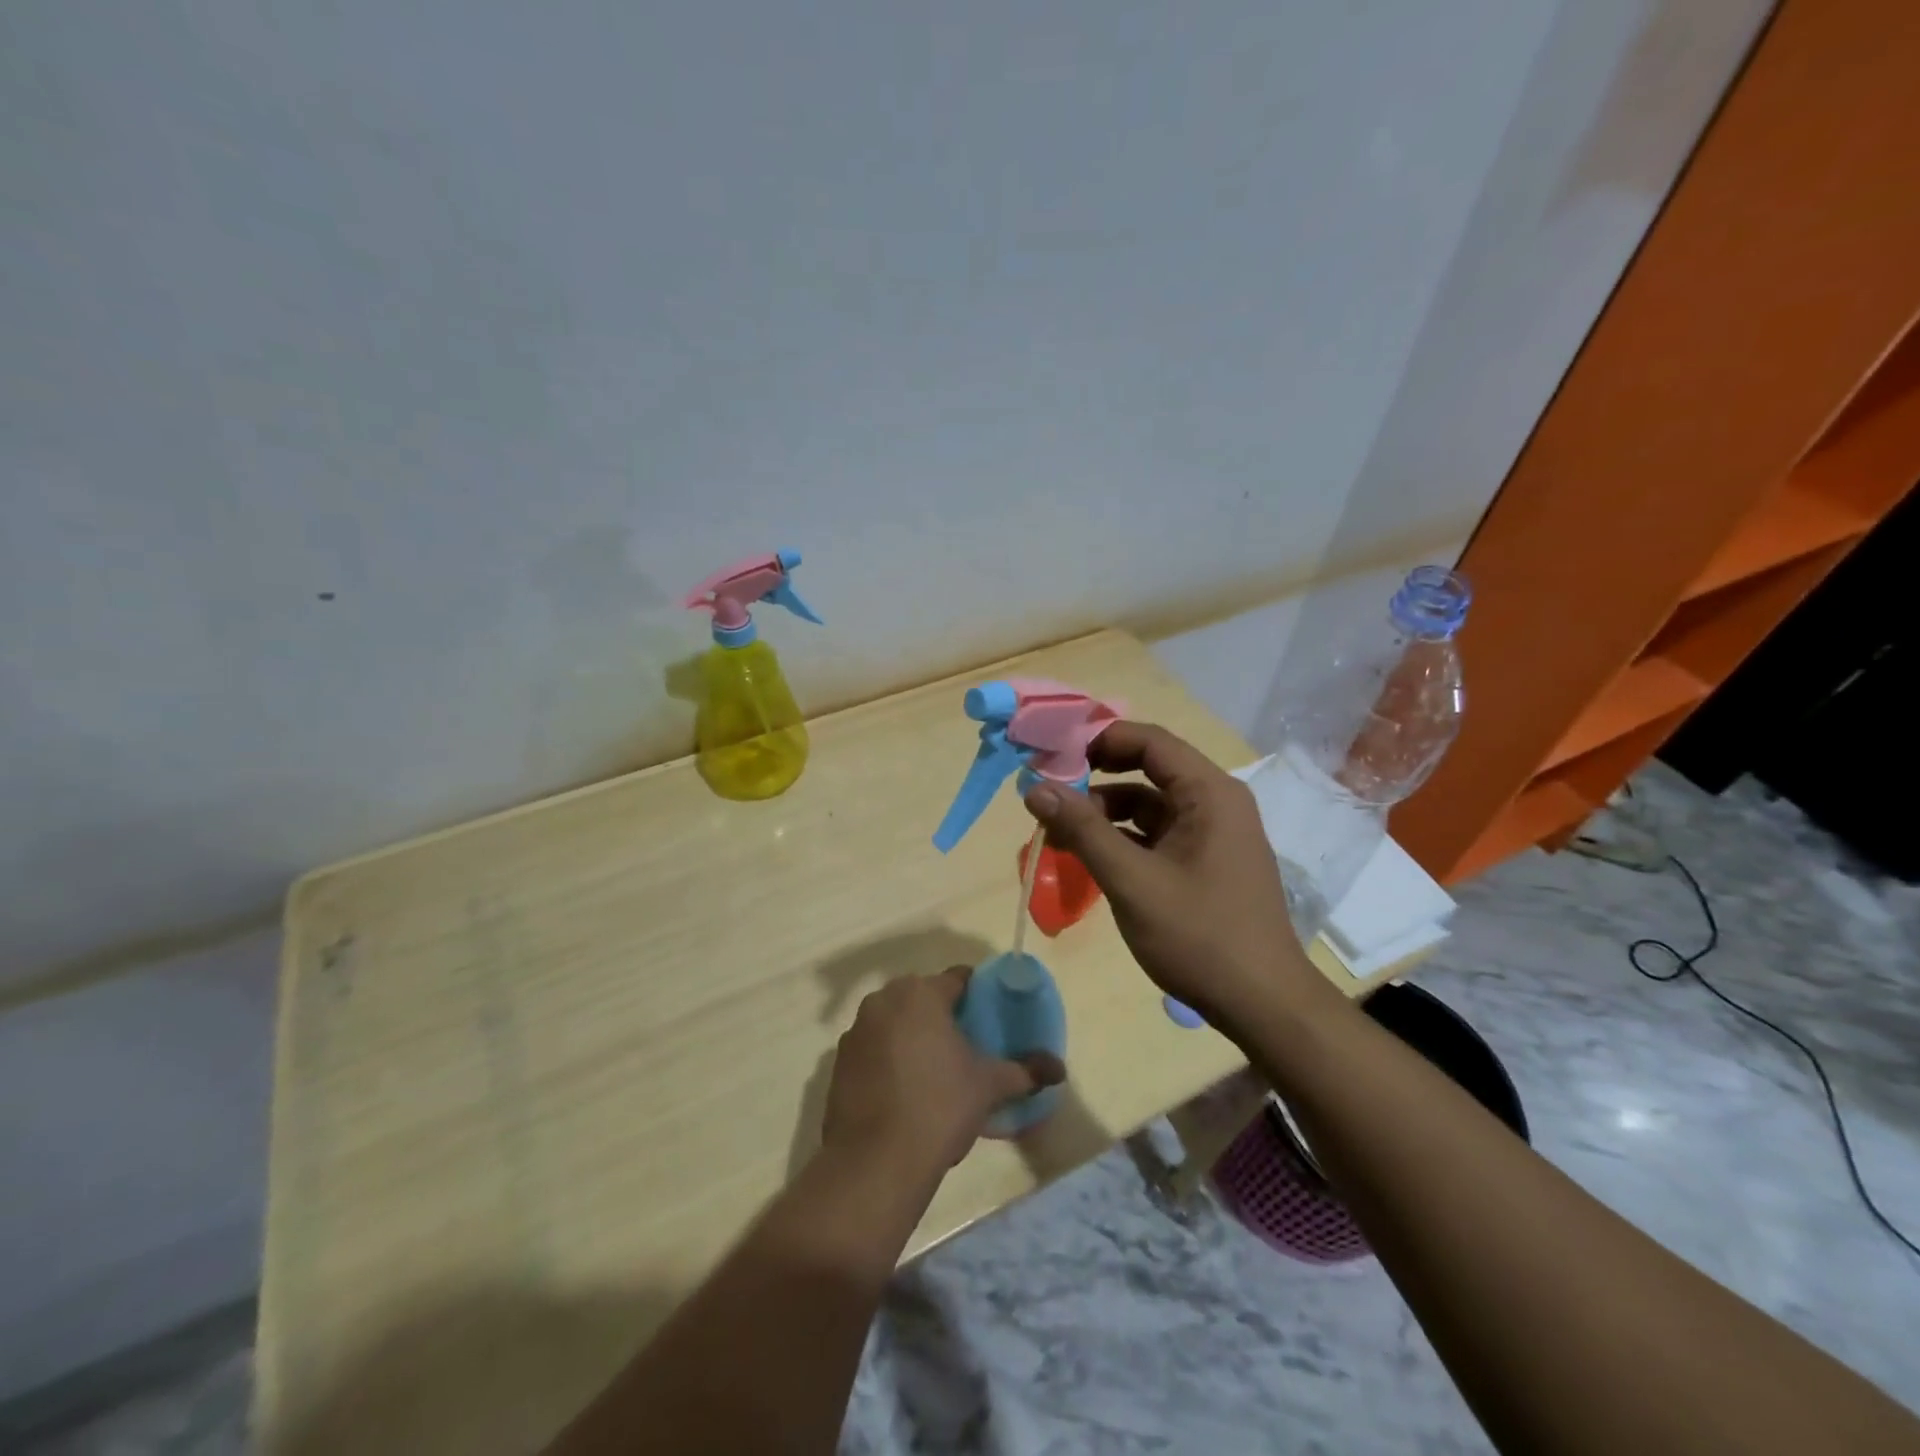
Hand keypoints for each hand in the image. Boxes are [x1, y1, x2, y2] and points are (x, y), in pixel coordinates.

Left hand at [822, 967, 1065, 1179]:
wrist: (875, 1161)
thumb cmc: (940, 1107)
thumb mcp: (989, 1086)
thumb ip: (1026, 1071)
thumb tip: (1058, 1069)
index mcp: (922, 993)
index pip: (958, 979)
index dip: (978, 995)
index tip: (990, 1018)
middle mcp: (884, 999)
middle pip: (923, 996)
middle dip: (943, 1015)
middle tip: (966, 1046)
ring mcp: (856, 1029)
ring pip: (895, 1020)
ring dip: (913, 1035)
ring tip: (935, 1071)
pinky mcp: (839, 1061)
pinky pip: (874, 1047)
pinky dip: (888, 1058)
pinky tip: (904, 1091)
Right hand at [1022, 721, 1334, 1035]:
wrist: (1263, 1005)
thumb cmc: (1199, 936)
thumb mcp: (1131, 881)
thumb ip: (1082, 830)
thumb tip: (1035, 787)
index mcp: (1209, 793)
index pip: (1150, 741)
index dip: (1099, 739)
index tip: (1053, 753)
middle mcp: (1216, 803)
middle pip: (1149, 770)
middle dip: (1096, 777)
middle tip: (1049, 791)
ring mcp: (1214, 834)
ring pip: (1149, 805)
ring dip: (1105, 813)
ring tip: (1060, 833)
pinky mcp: (1207, 862)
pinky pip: (1158, 834)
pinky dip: (1123, 838)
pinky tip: (1090, 857)